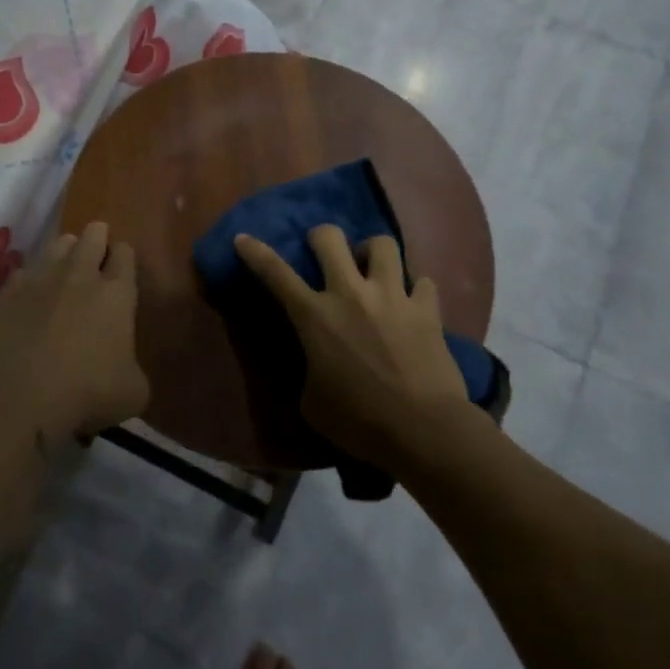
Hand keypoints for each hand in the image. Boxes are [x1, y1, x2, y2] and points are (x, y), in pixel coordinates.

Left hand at [0, 221, 149, 440]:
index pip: (125, 251)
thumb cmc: (87, 393)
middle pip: (94, 233)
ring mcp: (42, 278)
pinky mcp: (9, 292)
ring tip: (65, 276)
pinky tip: (31, 300)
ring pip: (59, 242)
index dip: (124, 257)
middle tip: (97, 265)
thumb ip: (134, 368)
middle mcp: (81, 274)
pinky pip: (25, 271)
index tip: (121, 272)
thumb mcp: (134, 392)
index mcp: (117, 293)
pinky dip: (31, 281)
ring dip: (66, 253)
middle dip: (98, 241)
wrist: (22, 398)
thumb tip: (125, 367)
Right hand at [235, 225, 469, 473]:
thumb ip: (309, 369)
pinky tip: (413, 303)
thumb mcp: (312, 402)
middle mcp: (351, 294)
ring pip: (382, 243)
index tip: (243, 238)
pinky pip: (422, 281)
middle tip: (324, 253)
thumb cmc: (359, 423)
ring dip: (372, 252)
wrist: (424, 431)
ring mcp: (392, 297)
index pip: (276, 273)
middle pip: (330, 237)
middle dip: (321, 237)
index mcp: (315, 317)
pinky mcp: (427, 310)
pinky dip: (415, 289)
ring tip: (372, 269)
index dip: (255, 252)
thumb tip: (316, 363)